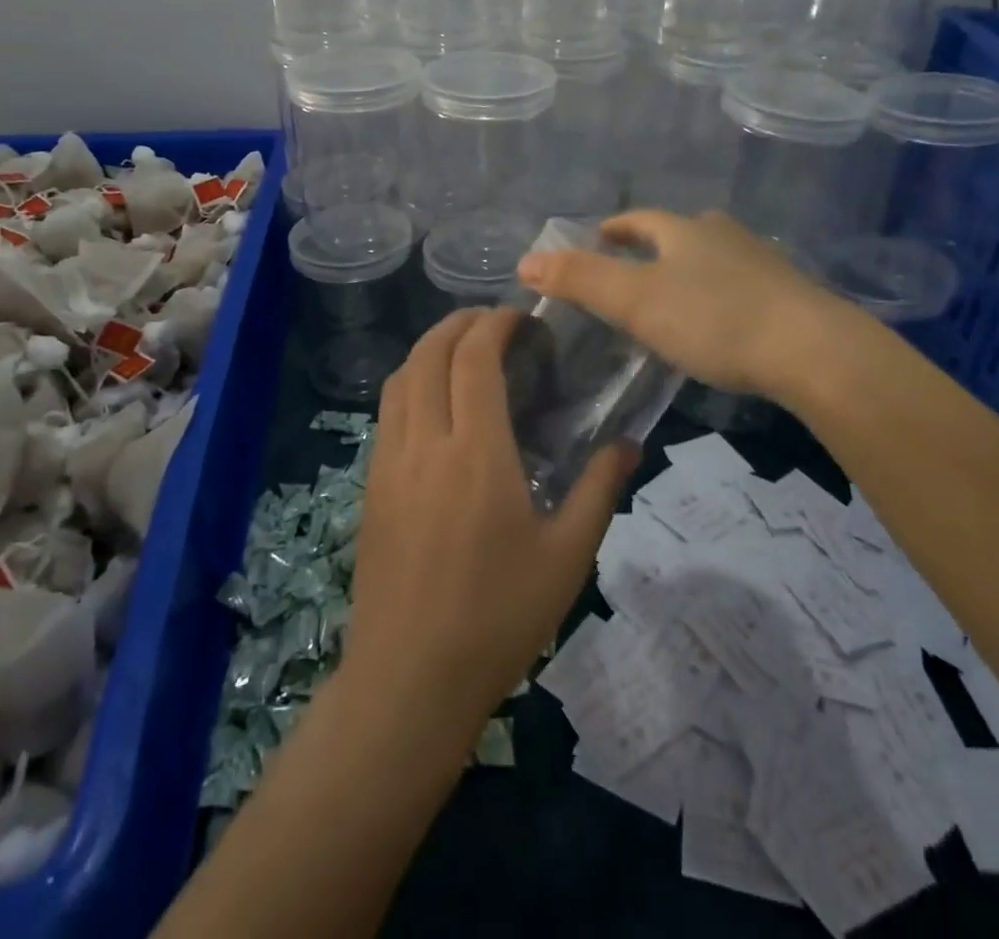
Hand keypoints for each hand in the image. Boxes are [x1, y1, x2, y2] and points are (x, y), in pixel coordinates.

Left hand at [344, 309, 638, 733]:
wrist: (409, 681)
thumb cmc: (497, 619)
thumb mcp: (567, 558)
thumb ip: (599, 490)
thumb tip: (629, 444)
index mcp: (476, 454)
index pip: (474, 358)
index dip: (495, 324)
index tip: (521, 318)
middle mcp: (425, 444)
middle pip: (429, 353)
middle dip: (459, 323)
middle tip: (494, 323)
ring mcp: (388, 463)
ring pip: (400, 378)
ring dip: (429, 349)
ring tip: (463, 352)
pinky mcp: (369, 486)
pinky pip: (386, 412)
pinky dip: (410, 383)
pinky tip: (434, 405)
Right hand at [517, 209, 860, 399]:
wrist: (812, 351)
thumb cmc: (714, 319)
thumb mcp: (636, 301)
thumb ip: (580, 280)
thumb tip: (524, 261)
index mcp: (685, 232)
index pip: (641, 220)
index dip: (617, 227)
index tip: (600, 236)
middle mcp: (725, 237)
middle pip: (684, 231)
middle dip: (658, 243)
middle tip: (636, 263)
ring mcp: (763, 265)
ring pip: (718, 256)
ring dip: (693, 267)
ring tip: (677, 293)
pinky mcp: (791, 298)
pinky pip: (744, 286)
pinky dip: (723, 294)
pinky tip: (724, 322)